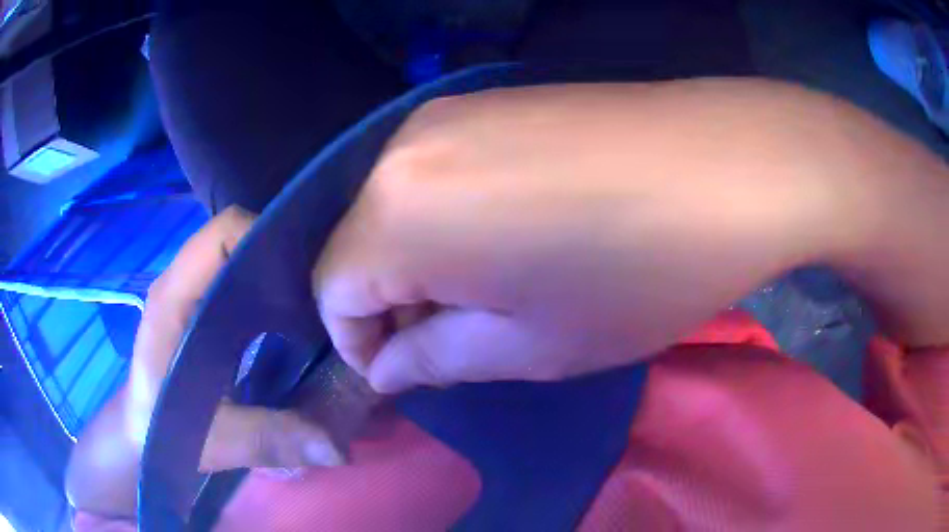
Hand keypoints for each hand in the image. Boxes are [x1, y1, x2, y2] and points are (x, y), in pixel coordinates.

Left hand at [128, 206, 343, 470]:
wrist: (140, 430)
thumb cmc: (161, 429)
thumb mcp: (210, 440)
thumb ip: (265, 439)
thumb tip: (336, 446)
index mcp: (175, 297)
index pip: (222, 233)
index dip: (266, 238)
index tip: (307, 274)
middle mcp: (183, 282)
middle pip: (237, 238)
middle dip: (281, 255)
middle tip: (323, 293)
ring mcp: (191, 291)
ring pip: (240, 256)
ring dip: (277, 272)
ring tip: (315, 305)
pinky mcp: (201, 306)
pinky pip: (238, 279)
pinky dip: (268, 289)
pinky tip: (292, 321)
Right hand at [316, 79, 862, 393]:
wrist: (730, 164)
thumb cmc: (641, 271)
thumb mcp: (533, 345)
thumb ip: (436, 358)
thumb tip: (385, 368)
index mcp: (399, 213)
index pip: (331, 290)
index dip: (357, 343)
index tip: (403, 373)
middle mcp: (403, 149)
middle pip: (357, 244)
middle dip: (388, 304)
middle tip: (448, 343)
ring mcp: (447, 113)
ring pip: (392, 207)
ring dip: (417, 260)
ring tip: (484, 293)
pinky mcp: (489, 101)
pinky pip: (434, 173)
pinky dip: (445, 218)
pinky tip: (506, 235)